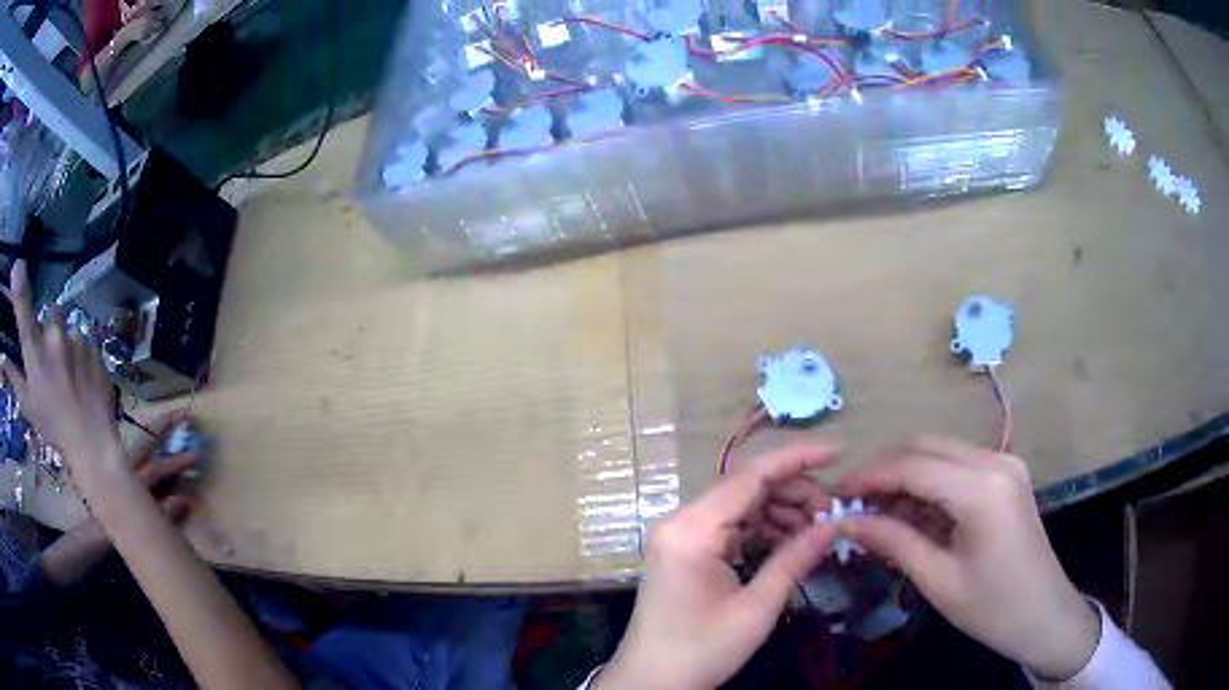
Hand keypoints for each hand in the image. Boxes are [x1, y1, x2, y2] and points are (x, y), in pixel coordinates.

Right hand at [1, 261, 121, 475]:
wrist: (91, 443)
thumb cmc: (53, 428)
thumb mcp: (28, 406)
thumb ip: (14, 377)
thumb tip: (3, 358)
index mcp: (35, 351)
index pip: (24, 312)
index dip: (19, 288)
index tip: (17, 266)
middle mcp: (53, 336)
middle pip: (50, 317)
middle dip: (50, 333)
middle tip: (52, 364)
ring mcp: (75, 338)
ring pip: (67, 329)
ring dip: (66, 344)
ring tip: (69, 376)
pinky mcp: (94, 344)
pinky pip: (85, 340)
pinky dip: (82, 354)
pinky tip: (82, 379)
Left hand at [130, 413, 199, 524]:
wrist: (98, 534)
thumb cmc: (123, 532)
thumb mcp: (147, 528)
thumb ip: (167, 515)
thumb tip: (187, 500)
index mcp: (133, 481)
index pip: (158, 467)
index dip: (177, 462)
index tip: (196, 454)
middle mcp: (128, 469)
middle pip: (147, 443)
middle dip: (164, 428)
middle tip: (183, 415)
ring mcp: (124, 470)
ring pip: (141, 448)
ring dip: (155, 435)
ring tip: (170, 422)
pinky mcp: (122, 475)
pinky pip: (136, 458)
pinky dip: (146, 449)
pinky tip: (153, 446)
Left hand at [595, 446, 838, 689]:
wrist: (650, 682)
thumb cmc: (700, 651)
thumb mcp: (756, 609)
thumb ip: (794, 560)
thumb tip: (834, 525)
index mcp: (693, 530)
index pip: (750, 476)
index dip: (797, 459)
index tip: (837, 452)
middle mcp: (682, 522)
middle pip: (746, 488)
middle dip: (794, 494)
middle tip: (831, 515)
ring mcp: (681, 536)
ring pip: (741, 506)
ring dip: (780, 512)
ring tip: (817, 531)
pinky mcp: (686, 551)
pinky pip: (730, 527)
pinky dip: (762, 530)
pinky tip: (790, 542)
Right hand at [835, 435, 1100, 680]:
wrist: (1044, 614)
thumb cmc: (991, 607)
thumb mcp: (938, 580)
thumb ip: (892, 542)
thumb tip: (845, 522)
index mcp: (981, 488)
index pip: (913, 465)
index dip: (869, 476)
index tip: (834, 494)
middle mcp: (995, 461)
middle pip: (926, 445)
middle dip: (884, 468)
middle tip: (851, 501)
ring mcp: (1004, 464)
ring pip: (941, 451)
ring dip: (905, 474)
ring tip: (875, 510)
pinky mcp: (1006, 474)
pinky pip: (958, 466)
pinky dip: (929, 483)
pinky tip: (911, 511)